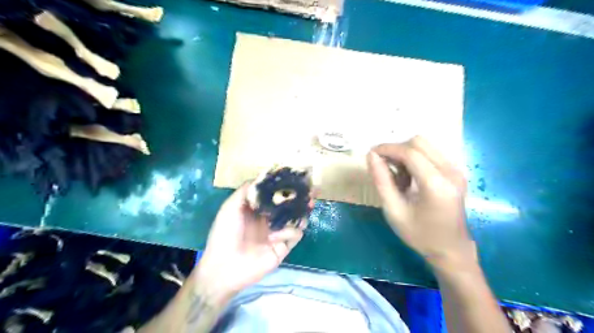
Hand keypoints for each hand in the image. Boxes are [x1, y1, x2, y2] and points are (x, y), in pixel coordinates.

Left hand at [196, 183, 308, 303]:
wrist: (224, 267)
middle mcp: (270, 218)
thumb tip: (263, 176)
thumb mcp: (230, 208)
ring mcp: (278, 232)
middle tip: (312, 188)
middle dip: (301, 196)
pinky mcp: (284, 246)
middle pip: (290, 205)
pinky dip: (289, 231)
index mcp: (258, 209)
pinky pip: (295, 234)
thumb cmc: (225, 233)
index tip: (295, 176)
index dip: (285, 186)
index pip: (276, 194)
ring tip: (310, 201)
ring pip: (297, 218)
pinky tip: (275, 236)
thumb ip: (245, 191)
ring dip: (304, 210)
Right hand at [371, 137, 476, 268]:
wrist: (450, 249)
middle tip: (384, 166)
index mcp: (436, 184)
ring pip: (425, 145)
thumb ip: (381, 181)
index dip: (388, 148)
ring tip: (398, 175)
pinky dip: (415, 158)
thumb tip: (371, 155)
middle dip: (397, 149)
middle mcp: (451, 172)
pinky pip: (431, 153)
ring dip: (406, 153)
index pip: (410, 152)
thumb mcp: (394, 210)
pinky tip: (409, 177)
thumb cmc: (420, 234)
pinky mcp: (456, 172)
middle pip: (419, 142)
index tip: (371, 153)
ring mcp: (456, 170)